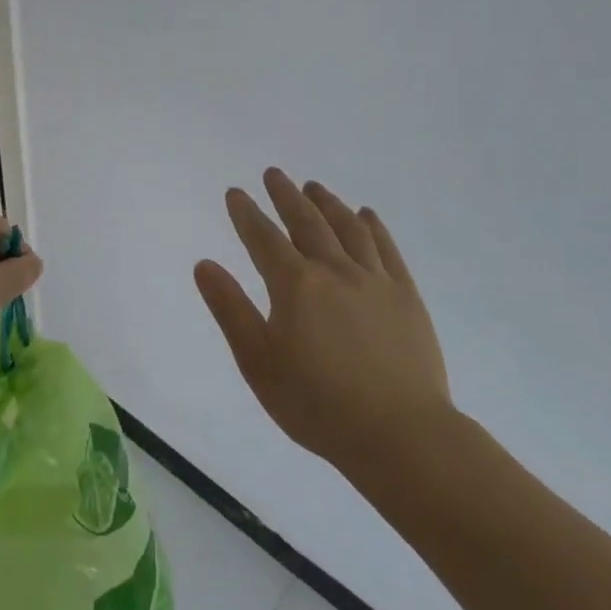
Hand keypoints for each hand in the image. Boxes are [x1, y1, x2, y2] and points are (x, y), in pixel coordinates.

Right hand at [194, 168, 452, 474]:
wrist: (401, 436)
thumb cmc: (318, 404)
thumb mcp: (258, 363)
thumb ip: (231, 309)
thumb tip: (204, 264)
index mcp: (295, 285)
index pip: (263, 238)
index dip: (246, 214)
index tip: (235, 193)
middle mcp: (334, 270)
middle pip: (306, 222)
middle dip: (285, 195)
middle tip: (273, 174)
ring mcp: (375, 280)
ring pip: (347, 228)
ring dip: (327, 203)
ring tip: (314, 187)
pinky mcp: (406, 296)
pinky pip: (387, 250)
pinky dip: (373, 227)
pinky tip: (366, 215)